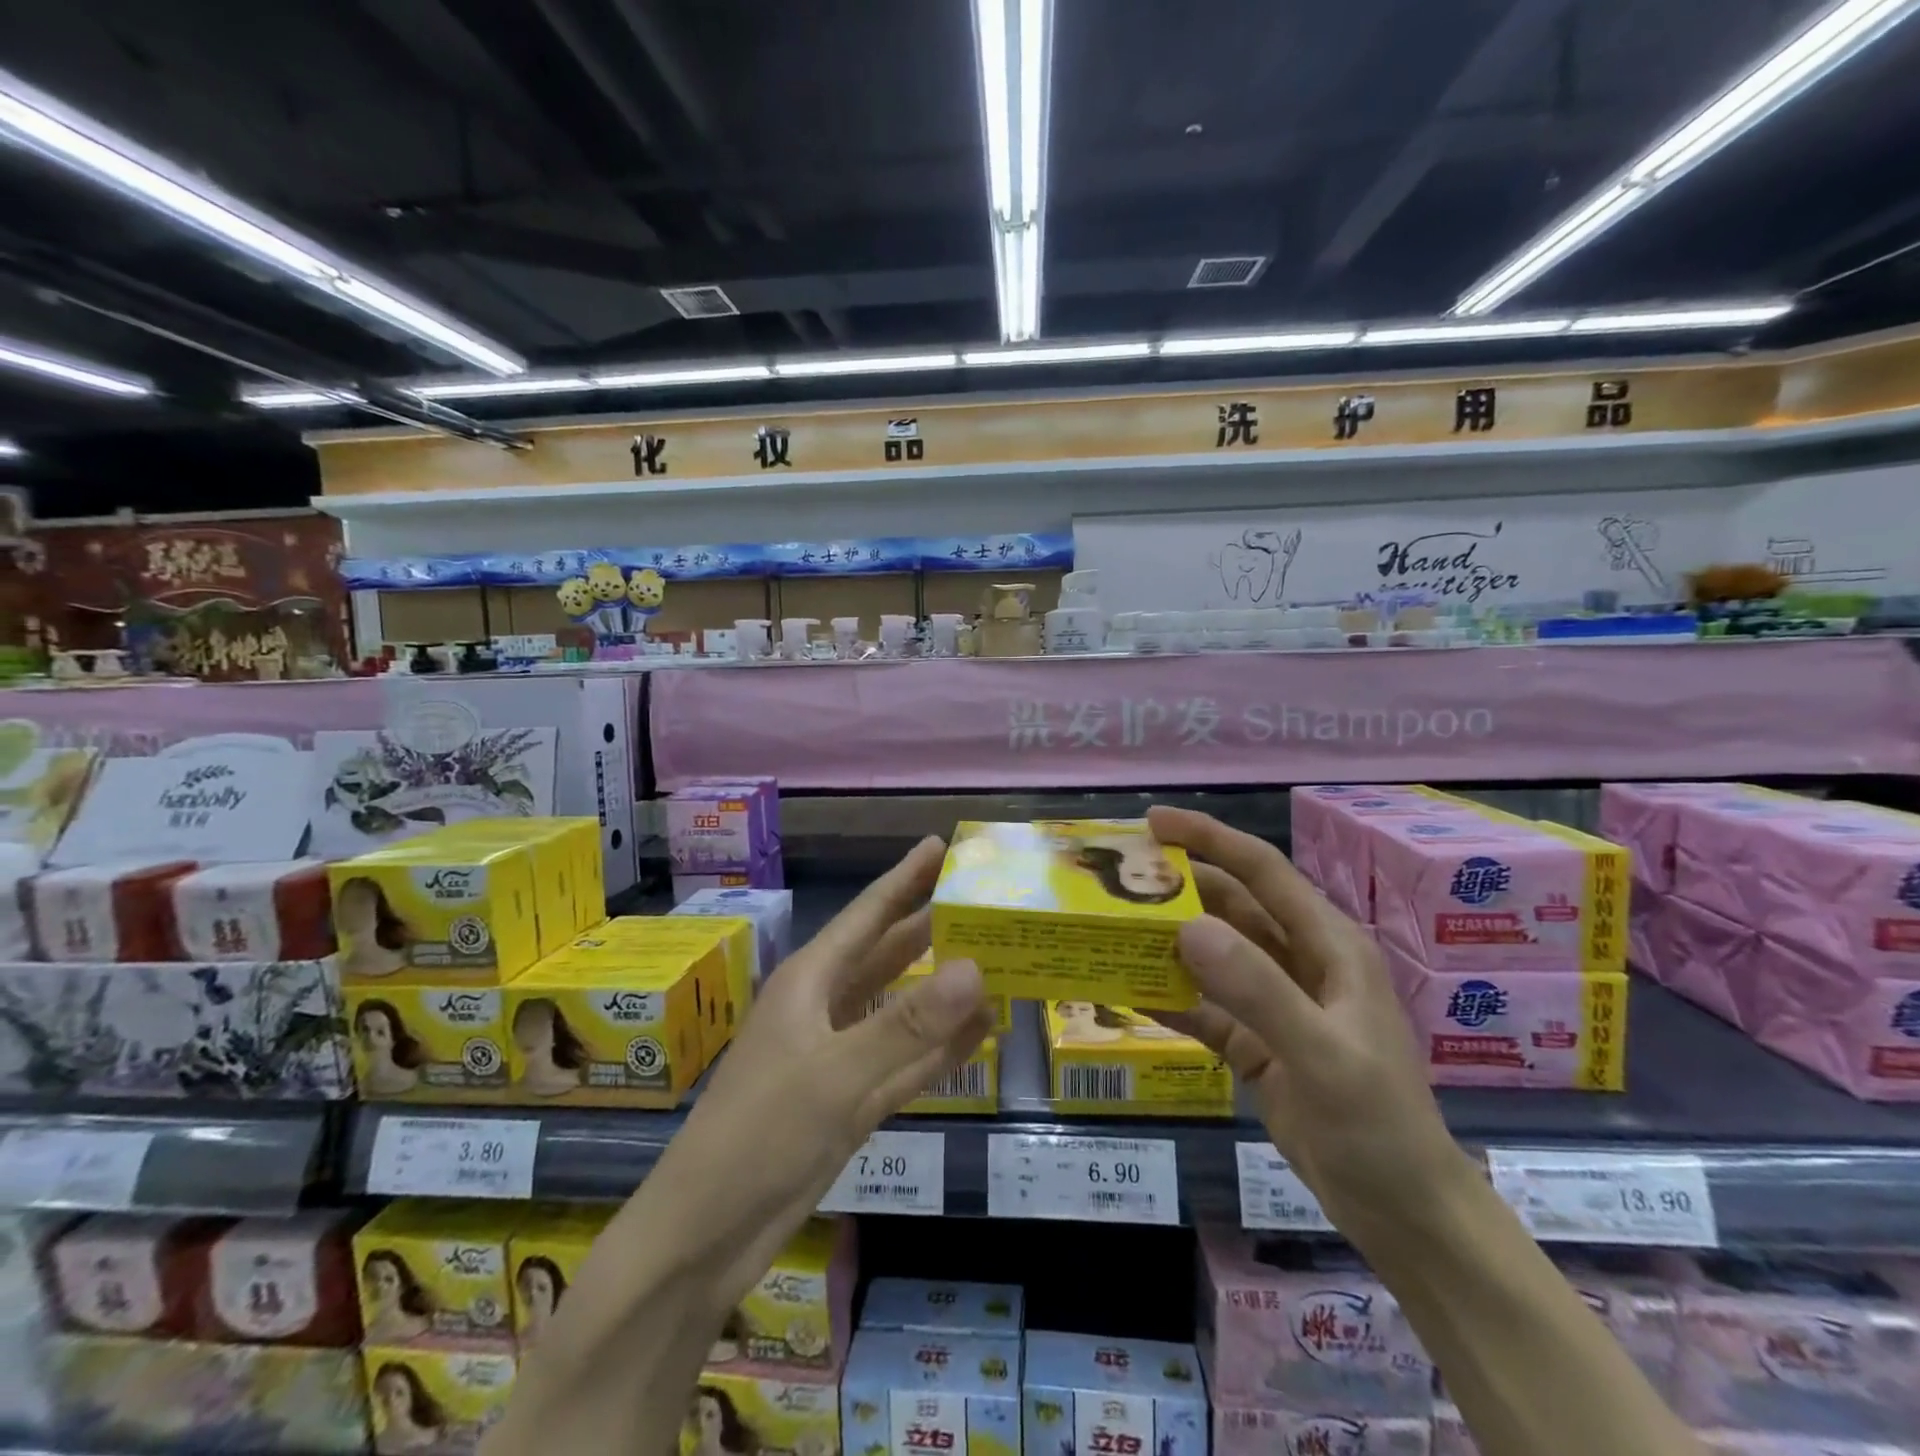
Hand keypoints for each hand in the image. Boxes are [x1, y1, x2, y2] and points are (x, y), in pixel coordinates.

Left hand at [645, 836, 993, 1311]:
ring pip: (902, 1008)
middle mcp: (826, 1007)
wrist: (706, 1235)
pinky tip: (980, 1034)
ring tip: (998, 963)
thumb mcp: (837, 1075)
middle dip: (932, 927)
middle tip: (985, 902)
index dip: (905, 878)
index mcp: (812, 981)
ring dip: (944, 990)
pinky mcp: (851, 1100)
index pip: (869, 914)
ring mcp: (839, 1055)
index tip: (941, 845)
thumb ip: (909, 1024)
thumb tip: (976, 967)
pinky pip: (907, 1061)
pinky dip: (940, 1048)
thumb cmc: (760, 1134)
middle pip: (890, 955)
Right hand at [1146, 805, 1478, 1246]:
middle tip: (1117, 880)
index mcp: (1329, 945)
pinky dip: (1171, 998)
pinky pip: (1205, 1006)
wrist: (1403, 1214)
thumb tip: (1185, 928)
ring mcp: (1276, 1003)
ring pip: (1214, 954)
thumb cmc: (1379, 1126)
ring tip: (1112, 929)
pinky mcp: (1257, 1042)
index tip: (1153, 822)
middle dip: (1178, 889)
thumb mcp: (1323, 1056)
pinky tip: (1131, 994)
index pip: (1262, 871)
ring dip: (1169, 941)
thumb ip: (1257, 989)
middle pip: (1231, 906)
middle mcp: (1300, 962)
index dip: (1210, 838)